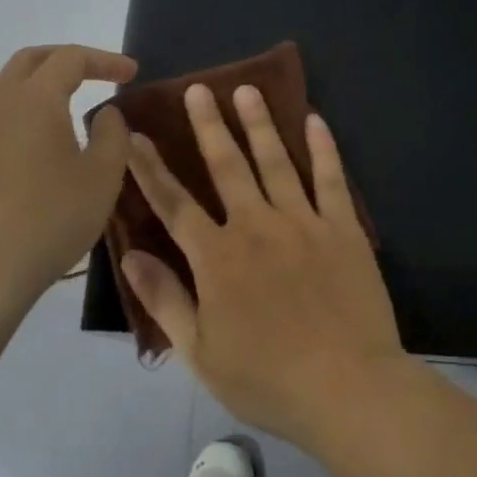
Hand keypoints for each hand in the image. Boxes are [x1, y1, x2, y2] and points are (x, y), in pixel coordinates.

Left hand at [0, 45, 136, 310]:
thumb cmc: (49, 219)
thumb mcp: (102, 177)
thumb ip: (112, 135)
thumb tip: (105, 113)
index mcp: (35, 100)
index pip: (70, 58)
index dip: (105, 60)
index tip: (132, 74)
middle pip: (31, 61)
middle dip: (68, 59)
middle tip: (99, 73)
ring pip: (10, 90)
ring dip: (44, 88)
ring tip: (75, 109)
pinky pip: (0, 121)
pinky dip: (28, 116)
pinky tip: (46, 149)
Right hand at [121, 82, 404, 446]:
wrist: (347, 388)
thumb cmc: (268, 379)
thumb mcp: (201, 353)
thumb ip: (165, 299)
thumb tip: (130, 254)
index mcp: (218, 258)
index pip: (174, 203)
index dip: (150, 168)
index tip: (134, 134)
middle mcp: (256, 227)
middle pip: (226, 166)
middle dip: (208, 125)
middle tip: (197, 88)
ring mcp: (303, 223)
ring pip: (276, 161)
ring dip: (259, 123)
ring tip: (247, 89)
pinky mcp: (343, 229)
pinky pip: (331, 179)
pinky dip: (323, 148)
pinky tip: (315, 120)